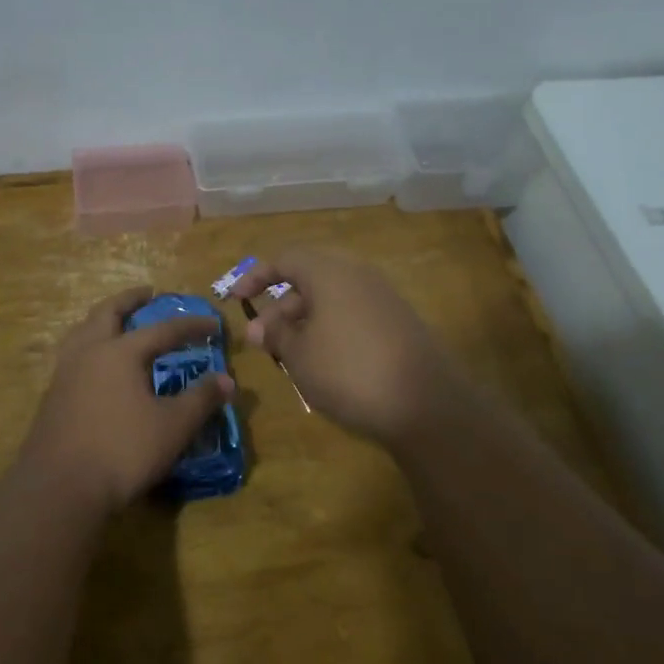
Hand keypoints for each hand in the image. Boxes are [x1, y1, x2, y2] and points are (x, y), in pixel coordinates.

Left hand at [18, 287, 235, 510]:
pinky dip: (89, 345)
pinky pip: (73, 355)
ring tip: (116, 321)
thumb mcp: (172, 427)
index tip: (213, 324)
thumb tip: (227, 380)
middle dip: (130, 300)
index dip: (190, 326)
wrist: (58, 487)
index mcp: (120, 352)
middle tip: (147, 294)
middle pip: (108, 313)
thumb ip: (200, 400)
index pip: (162, 330)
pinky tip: (96, 364)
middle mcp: (89, 352)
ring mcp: (65, 373)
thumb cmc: (121, 451)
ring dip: (102, 319)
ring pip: (83, 331)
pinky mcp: (52, 397)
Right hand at [230, 248, 472, 446]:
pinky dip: (330, 329)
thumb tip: (258, 327)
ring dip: (303, 322)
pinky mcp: (398, 322)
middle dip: (280, 308)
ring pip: (331, 299)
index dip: (256, 277)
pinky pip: (352, 314)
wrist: (426, 404)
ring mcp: (383, 298)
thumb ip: (275, 335)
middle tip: (261, 341)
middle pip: (309, 279)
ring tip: (288, 357)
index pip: (285, 259)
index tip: (237, 300)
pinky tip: (323, 362)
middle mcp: (358, 275)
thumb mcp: (299, 355)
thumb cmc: (348, 371)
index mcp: (330, 272)